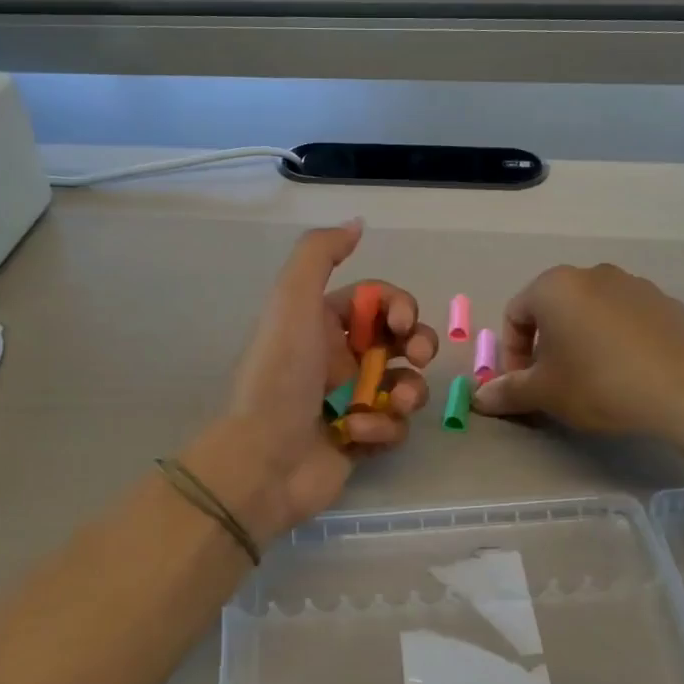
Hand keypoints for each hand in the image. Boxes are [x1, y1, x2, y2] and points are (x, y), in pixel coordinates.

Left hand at [182, 222, 437, 542]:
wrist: (265, 458)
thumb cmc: (281, 375)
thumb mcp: (292, 300)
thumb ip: (320, 253)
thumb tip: (356, 224)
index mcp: (323, 323)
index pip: (378, 302)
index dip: (399, 306)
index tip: (402, 321)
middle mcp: (338, 358)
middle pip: (401, 341)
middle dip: (418, 344)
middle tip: (416, 356)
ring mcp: (351, 400)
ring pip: (406, 384)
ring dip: (409, 390)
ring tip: (395, 403)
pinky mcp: (360, 439)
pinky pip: (394, 426)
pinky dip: (383, 428)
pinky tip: (358, 435)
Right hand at [471, 263, 683, 445]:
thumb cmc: (600, 384)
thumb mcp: (545, 393)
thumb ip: (508, 390)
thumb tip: (479, 398)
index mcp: (554, 287)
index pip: (515, 314)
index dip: (511, 353)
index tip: (523, 384)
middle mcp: (592, 274)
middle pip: (553, 309)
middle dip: (545, 346)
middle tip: (554, 383)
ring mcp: (633, 284)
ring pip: (590, 312)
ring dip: (580, 341)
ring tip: (592, 380)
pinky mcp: (666, 302)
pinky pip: (626, 320)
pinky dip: (616, 341)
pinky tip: (628, 374)